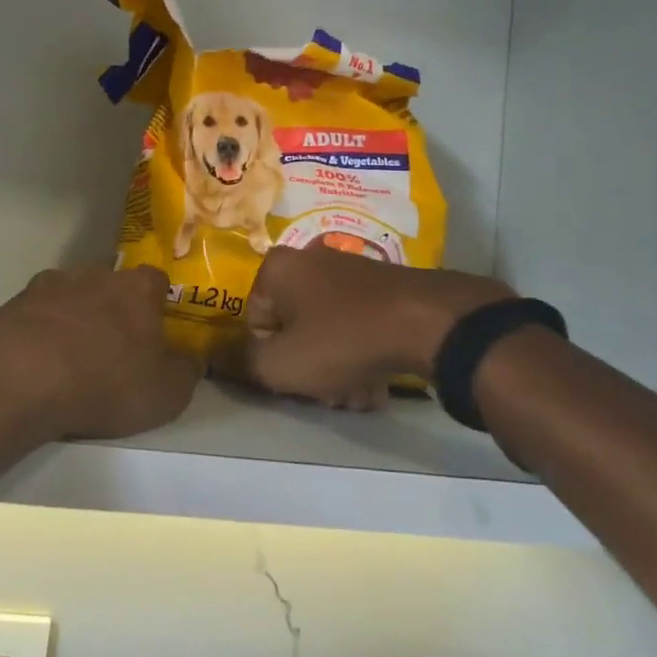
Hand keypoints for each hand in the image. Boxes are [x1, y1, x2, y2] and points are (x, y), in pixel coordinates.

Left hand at [0, 267, 201, 443]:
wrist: (19, 377)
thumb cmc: (105, 381)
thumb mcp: (165, 394)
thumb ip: (186, 373)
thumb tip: (192, 360)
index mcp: (137, 288)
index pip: (157, 281)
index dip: (158, 305)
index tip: (156, 331)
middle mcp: (94, 274)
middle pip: (111, 286)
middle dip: (113, 310)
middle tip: (112, 349)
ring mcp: (49, 285)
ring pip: (70, 297)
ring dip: (73, 320)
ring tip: (68, 360)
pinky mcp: (12, 303)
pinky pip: (34, 316)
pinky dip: (38, 334)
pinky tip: (35, 364)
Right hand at [244, 246, 513, 409]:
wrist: (426, 322)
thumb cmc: (341, 340)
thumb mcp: (282, 364)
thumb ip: (245, 363)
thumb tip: (230, 356)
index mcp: (277, 268)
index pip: (255, 321)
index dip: (270, 357)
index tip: (294, 379)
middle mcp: (309, 260)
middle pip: (293, 327)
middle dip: (308, 368)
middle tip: (328, 395)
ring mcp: (349, 270)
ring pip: (327, 330)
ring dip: (336, 369)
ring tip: (358, 395)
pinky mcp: (381, 286)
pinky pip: (356, 324)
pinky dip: (360, 354)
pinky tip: (376, 385)